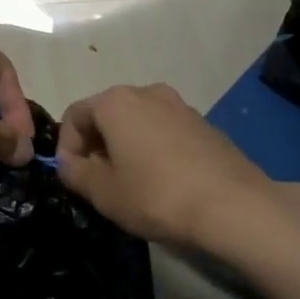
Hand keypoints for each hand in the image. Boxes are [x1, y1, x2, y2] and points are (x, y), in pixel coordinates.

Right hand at [56, 84, 279, 248]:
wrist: (233, 206)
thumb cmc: (156, 196)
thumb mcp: (103, 192)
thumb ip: (74, 173)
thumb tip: (68, 163)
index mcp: (116, 101)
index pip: (74, 115)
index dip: (66, 148)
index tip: (73, 178)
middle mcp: (147, 92)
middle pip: (107, 114)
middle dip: (95, 146)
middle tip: (98, 183)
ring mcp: (179, 105)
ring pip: (137, 122)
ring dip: (124, 147)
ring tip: (130, 184)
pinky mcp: (204, 123)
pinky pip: (164, 131)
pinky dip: (152, 149)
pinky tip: (162, 182)